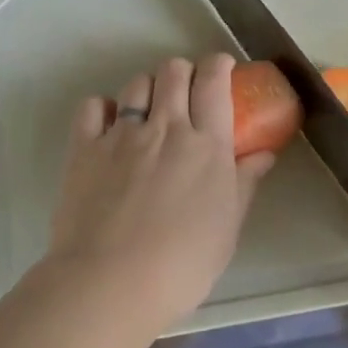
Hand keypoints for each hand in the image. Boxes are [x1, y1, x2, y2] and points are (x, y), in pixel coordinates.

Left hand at [43, 54, 275, 334]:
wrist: (110, 283)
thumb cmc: (181, 264)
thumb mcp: (227, 228)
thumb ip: (244, 184)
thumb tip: (263, 154)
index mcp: (206, 144)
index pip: (213, 82)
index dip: (218, 65)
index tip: (221, 68)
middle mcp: (165, 127)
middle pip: (173, 72)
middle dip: (183, 72)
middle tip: (186, 92)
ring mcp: (121, 134)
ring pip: (136, 83)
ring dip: (147, 88)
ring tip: (149, 109)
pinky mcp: (84, 148)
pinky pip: (92, 106)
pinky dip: (103, 107)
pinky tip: (108, 124)